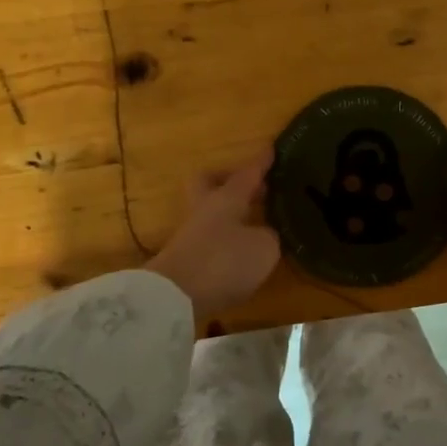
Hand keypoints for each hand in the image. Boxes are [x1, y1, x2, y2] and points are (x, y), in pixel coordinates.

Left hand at [146, 149, 280, 317]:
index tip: (272, 148)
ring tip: (256, 223)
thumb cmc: (224, 262)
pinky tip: (242, 250)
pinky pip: (210, 237)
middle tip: (254, 188)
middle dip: (230, 181)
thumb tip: (266, 232)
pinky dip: (227, 238)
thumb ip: (270, 235)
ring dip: (232, 214)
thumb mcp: (263, 248)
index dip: (261, 162)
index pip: (247, 173)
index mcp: (226, 197)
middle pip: (211, 183)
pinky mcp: (186, 258)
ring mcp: (192, 234)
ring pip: (211, 212)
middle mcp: (206, 209)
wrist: (174, 297)